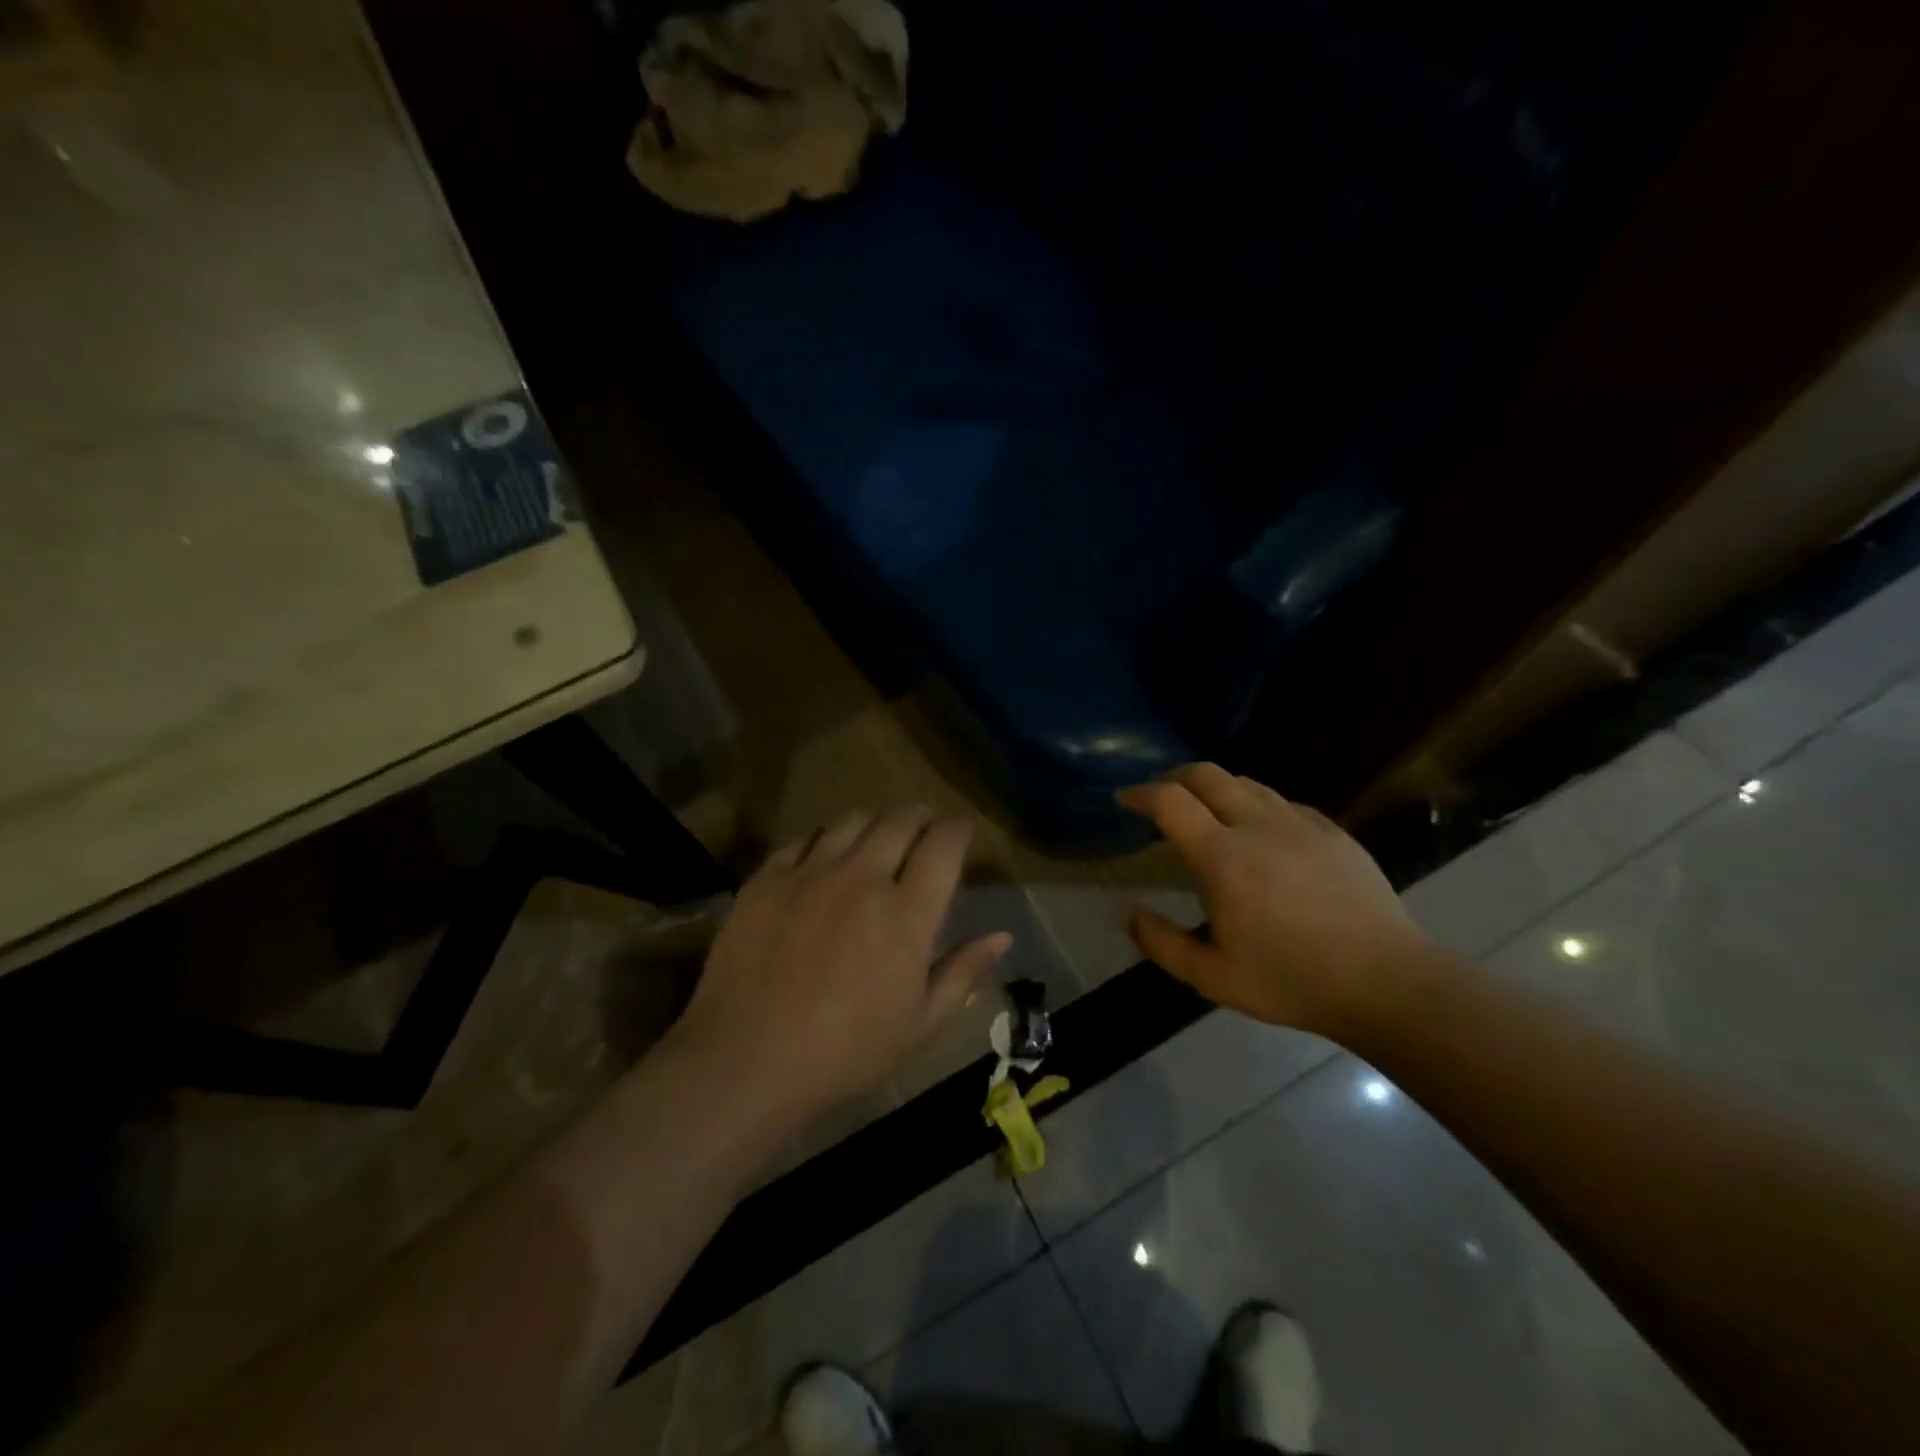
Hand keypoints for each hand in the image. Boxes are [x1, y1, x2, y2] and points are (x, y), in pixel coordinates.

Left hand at [674, 806, 1009, 1121]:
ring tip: (874, 845)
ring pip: (851, 820)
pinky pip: (803, 839)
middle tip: (922, 834)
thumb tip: (1002, 936)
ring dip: (874, 825)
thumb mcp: (919, 1025)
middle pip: (901, 819)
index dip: (959, 830)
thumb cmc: (845, 1053)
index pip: (945, 843)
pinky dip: (824, 842)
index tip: (961, 835)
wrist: (745, 1061)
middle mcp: (862, 877)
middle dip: (920, 819)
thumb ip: (963, 973)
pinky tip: (822, 864)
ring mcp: (810, 873)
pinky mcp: (767, 879)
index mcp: (906, 912)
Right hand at [1117, 764, 1429, 1038]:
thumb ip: (1162, 943)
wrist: (1387, 982)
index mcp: (1222, 856)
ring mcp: (1299, 823)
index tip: (1124, 801)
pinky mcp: (1331, 830)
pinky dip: (1254, 803)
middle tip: (1160, 800)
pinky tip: (1258, 832)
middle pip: (1205, 774)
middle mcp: (1257, 825)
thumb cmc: (1292, 980)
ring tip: (1205, 813)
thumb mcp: (1213, 977)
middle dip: (1172, 778)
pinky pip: (1281, 800)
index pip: (1169, 800)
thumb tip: (1128, 913)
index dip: (1139, 793)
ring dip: (1214, 788)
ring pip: (1245, 781)